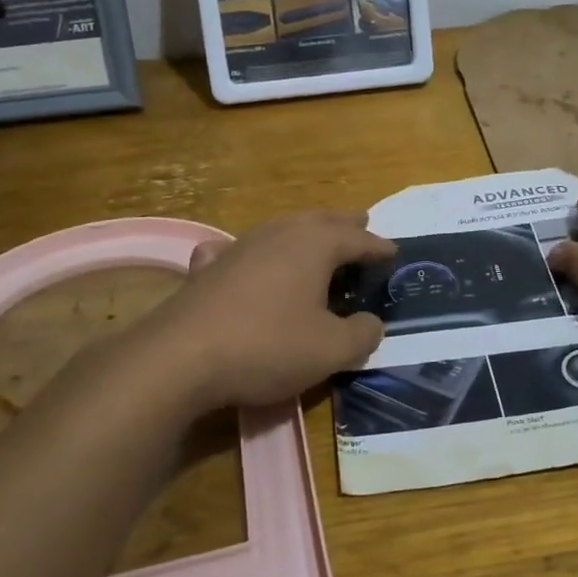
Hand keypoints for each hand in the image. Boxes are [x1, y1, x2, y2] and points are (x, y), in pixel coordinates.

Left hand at [144, 212, 395, 408]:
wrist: (182, 356)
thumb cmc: (268, 346)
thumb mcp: (331, 350)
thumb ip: (363, 335)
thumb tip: (373, 323)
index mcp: (315, 245)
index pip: (358, 239)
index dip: (379, 247)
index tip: (395, 253)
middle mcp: (279, 234)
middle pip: (320, 220)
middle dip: (344, 224)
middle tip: (361, 222)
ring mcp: (240, 247)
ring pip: (282, 228)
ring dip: (305, 232)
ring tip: (317, 238)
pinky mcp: (209, 268)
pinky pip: (238, 249)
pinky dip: (253, 250)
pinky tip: (243, 256)